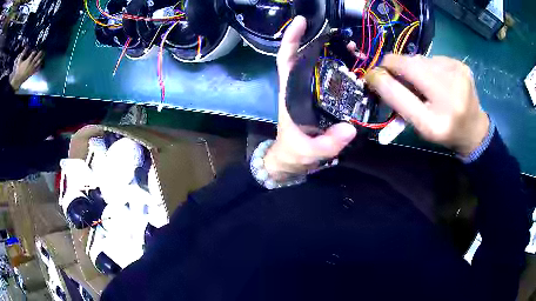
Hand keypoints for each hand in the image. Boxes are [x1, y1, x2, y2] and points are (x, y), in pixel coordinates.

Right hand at [9, 49, 43, 90]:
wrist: (17, 81)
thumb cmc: (18, 71)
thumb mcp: (19, 61)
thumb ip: (23, 53)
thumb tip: (26, 46)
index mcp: (28, 60)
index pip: (34, 53)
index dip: (35, 50)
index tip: (37, 48)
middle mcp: (31, 64)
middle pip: (37, 57)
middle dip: (40, 52)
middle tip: (43, 49)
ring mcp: (31, 69)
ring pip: (38, 63)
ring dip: (41, 58)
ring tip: (44, 55)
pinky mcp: (31, 74)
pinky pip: (37, 70)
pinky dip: (40, 66)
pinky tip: (42, 63)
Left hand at [264, 16, 356, 179]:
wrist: (292, 162)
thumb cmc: (294, 154)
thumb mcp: (307, 152)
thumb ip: (326, 144)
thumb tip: (349, 128)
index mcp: (291, 95)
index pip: (287, 61)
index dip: (291, 39)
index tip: (302, 21)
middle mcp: (300, 89)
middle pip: (307, 58)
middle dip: (324, 43)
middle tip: (347, 41)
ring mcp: (312, 94)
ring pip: (321, 66)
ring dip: (336, 55)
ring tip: (356, 52)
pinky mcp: (323, 101)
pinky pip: (332, 80)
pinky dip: (343, 71)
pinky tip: (357, 69)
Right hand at [365, 54, 489, 155]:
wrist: (473, 128)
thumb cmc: (443, 131)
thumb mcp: (419, 126)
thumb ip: (398, 102)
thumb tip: (377, 74)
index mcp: (435, 122)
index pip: (399, 92)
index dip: (381, 78)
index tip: (372, 76)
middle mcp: (449, 96)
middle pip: (409, 65)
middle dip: (397, 67)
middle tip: (396, 76)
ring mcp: (458, 76)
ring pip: (420, 59)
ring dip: (414, 67)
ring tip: (423, 82)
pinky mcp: (461, 64)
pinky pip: (433, 58)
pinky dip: (428, 66)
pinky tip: (437, 79)